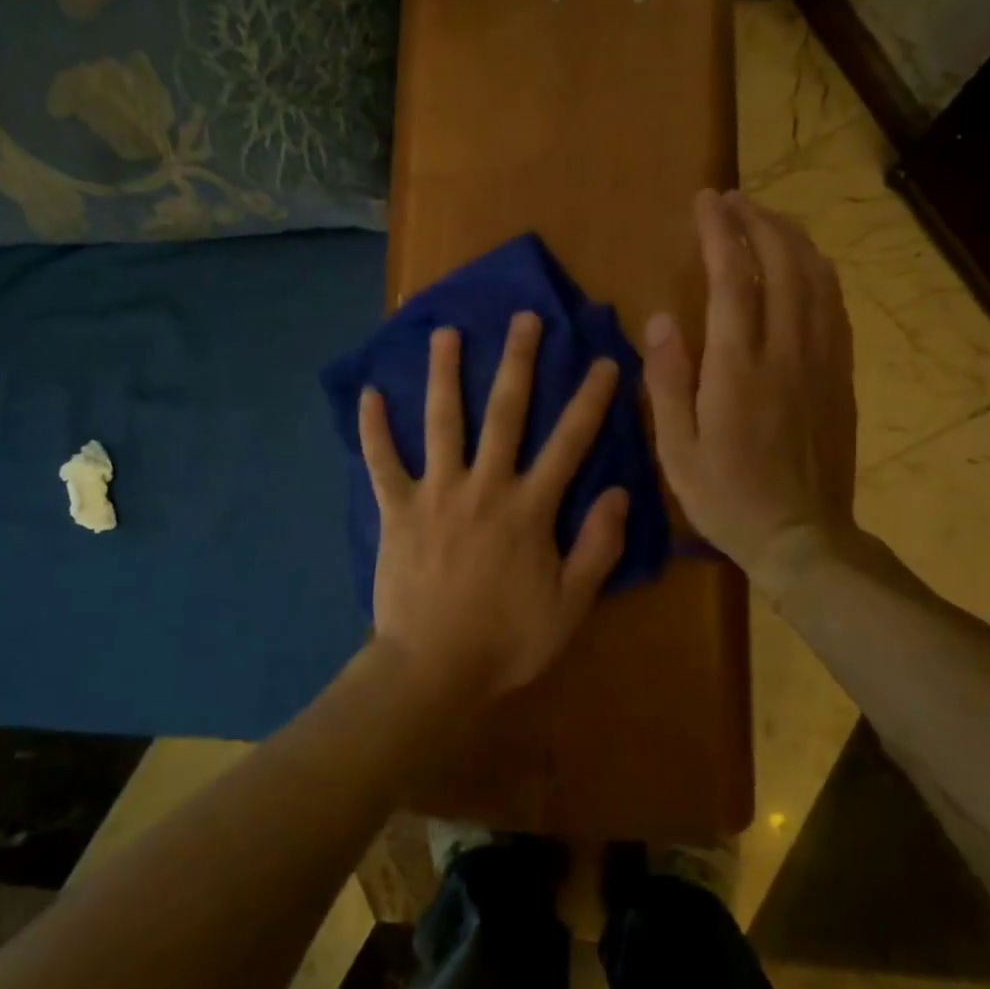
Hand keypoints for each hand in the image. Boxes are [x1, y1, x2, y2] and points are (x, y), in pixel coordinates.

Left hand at [358, 313, 629, 704]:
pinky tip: (370, 393)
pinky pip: (382, 461)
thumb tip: (618, 492)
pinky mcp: (398, 508)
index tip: (604, 360)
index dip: (590, 400)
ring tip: (447, 333)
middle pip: (505, 412)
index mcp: (529, 508)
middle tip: (524, 318)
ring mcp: (437, 493)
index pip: (569, 442)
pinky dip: (374, 429)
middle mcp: (485, 486)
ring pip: (443, 421)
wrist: (433, 670)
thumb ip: (597, 547)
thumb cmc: (506, 640)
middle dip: (519, 361)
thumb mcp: (570, 605)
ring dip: (445, 374)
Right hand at [643, 189, 859, 584]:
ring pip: (817, 278)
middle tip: (732, 201)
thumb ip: (666, 379)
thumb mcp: (675, 448)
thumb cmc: (726, 496)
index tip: (706, 200)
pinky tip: (803, 265)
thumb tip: (660, 318)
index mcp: (739, 368)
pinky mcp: (841, 375)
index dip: (720, 231)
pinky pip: (836, 306)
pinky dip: (818, 272)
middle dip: (758, 222)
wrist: (802, 537)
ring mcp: (823, 361)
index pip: (734, 278)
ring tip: (766, 220)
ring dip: (791, 239)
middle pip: (783, 264)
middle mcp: (787, 352)